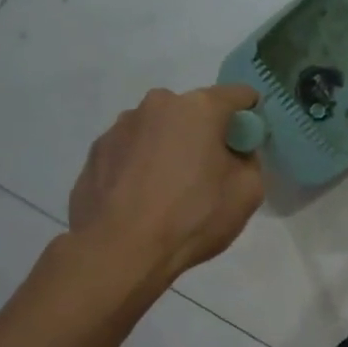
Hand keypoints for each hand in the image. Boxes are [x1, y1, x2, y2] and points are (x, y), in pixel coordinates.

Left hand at [69, 85, 264, 281]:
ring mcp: (121, 126)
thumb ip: (249, 161)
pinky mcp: (96, 151)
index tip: (251, 140)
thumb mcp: (248, 193)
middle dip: (206, 133)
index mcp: (199, 108)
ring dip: (170, 148)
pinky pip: (131, 150)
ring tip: (169, 190)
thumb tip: (234, 154)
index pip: (238, 95)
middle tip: (210, 172)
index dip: (251, 114)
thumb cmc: (192, 217)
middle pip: (194, 111)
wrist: (119, 251)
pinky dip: (141, 165)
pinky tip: (142, 199)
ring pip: (159, 129)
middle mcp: (157, 104)